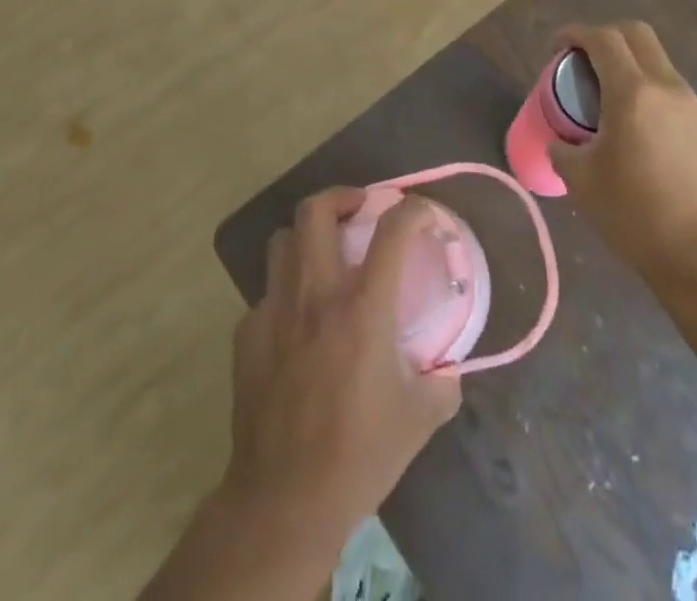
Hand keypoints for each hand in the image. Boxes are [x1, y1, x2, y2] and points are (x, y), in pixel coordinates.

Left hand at [221, 188, 462, 548]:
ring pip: (283, 240)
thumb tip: (448, 365)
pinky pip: (267, 292)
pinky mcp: (247, 332)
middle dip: (341, 196)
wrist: (284, 500)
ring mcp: (274, 309)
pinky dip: (287, 291)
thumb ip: (442, 381)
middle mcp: (315, 294)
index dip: (413, 211)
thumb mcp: (419, 419)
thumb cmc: (359, 455)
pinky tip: (298, 322)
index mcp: (362, 308)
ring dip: (308, 235)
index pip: (392, 231)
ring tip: (325, 252)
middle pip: (316, 210)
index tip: (423, 213)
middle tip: (360, 208)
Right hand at [549, 22, 696, 298]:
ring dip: (629, 64)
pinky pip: (673, 90)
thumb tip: (559, 143)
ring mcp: (695, 108)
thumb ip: (563, 151)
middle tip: (581, 62)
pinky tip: (637, 129)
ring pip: (658, 61)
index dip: (574, 34)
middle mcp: (668, 88)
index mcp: (634, 93)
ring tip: (606, 99)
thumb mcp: (583, 183)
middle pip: (636, 34)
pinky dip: (649, 90)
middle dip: (604, 36)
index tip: (555, 48)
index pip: (602, 38)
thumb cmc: (639, 218)